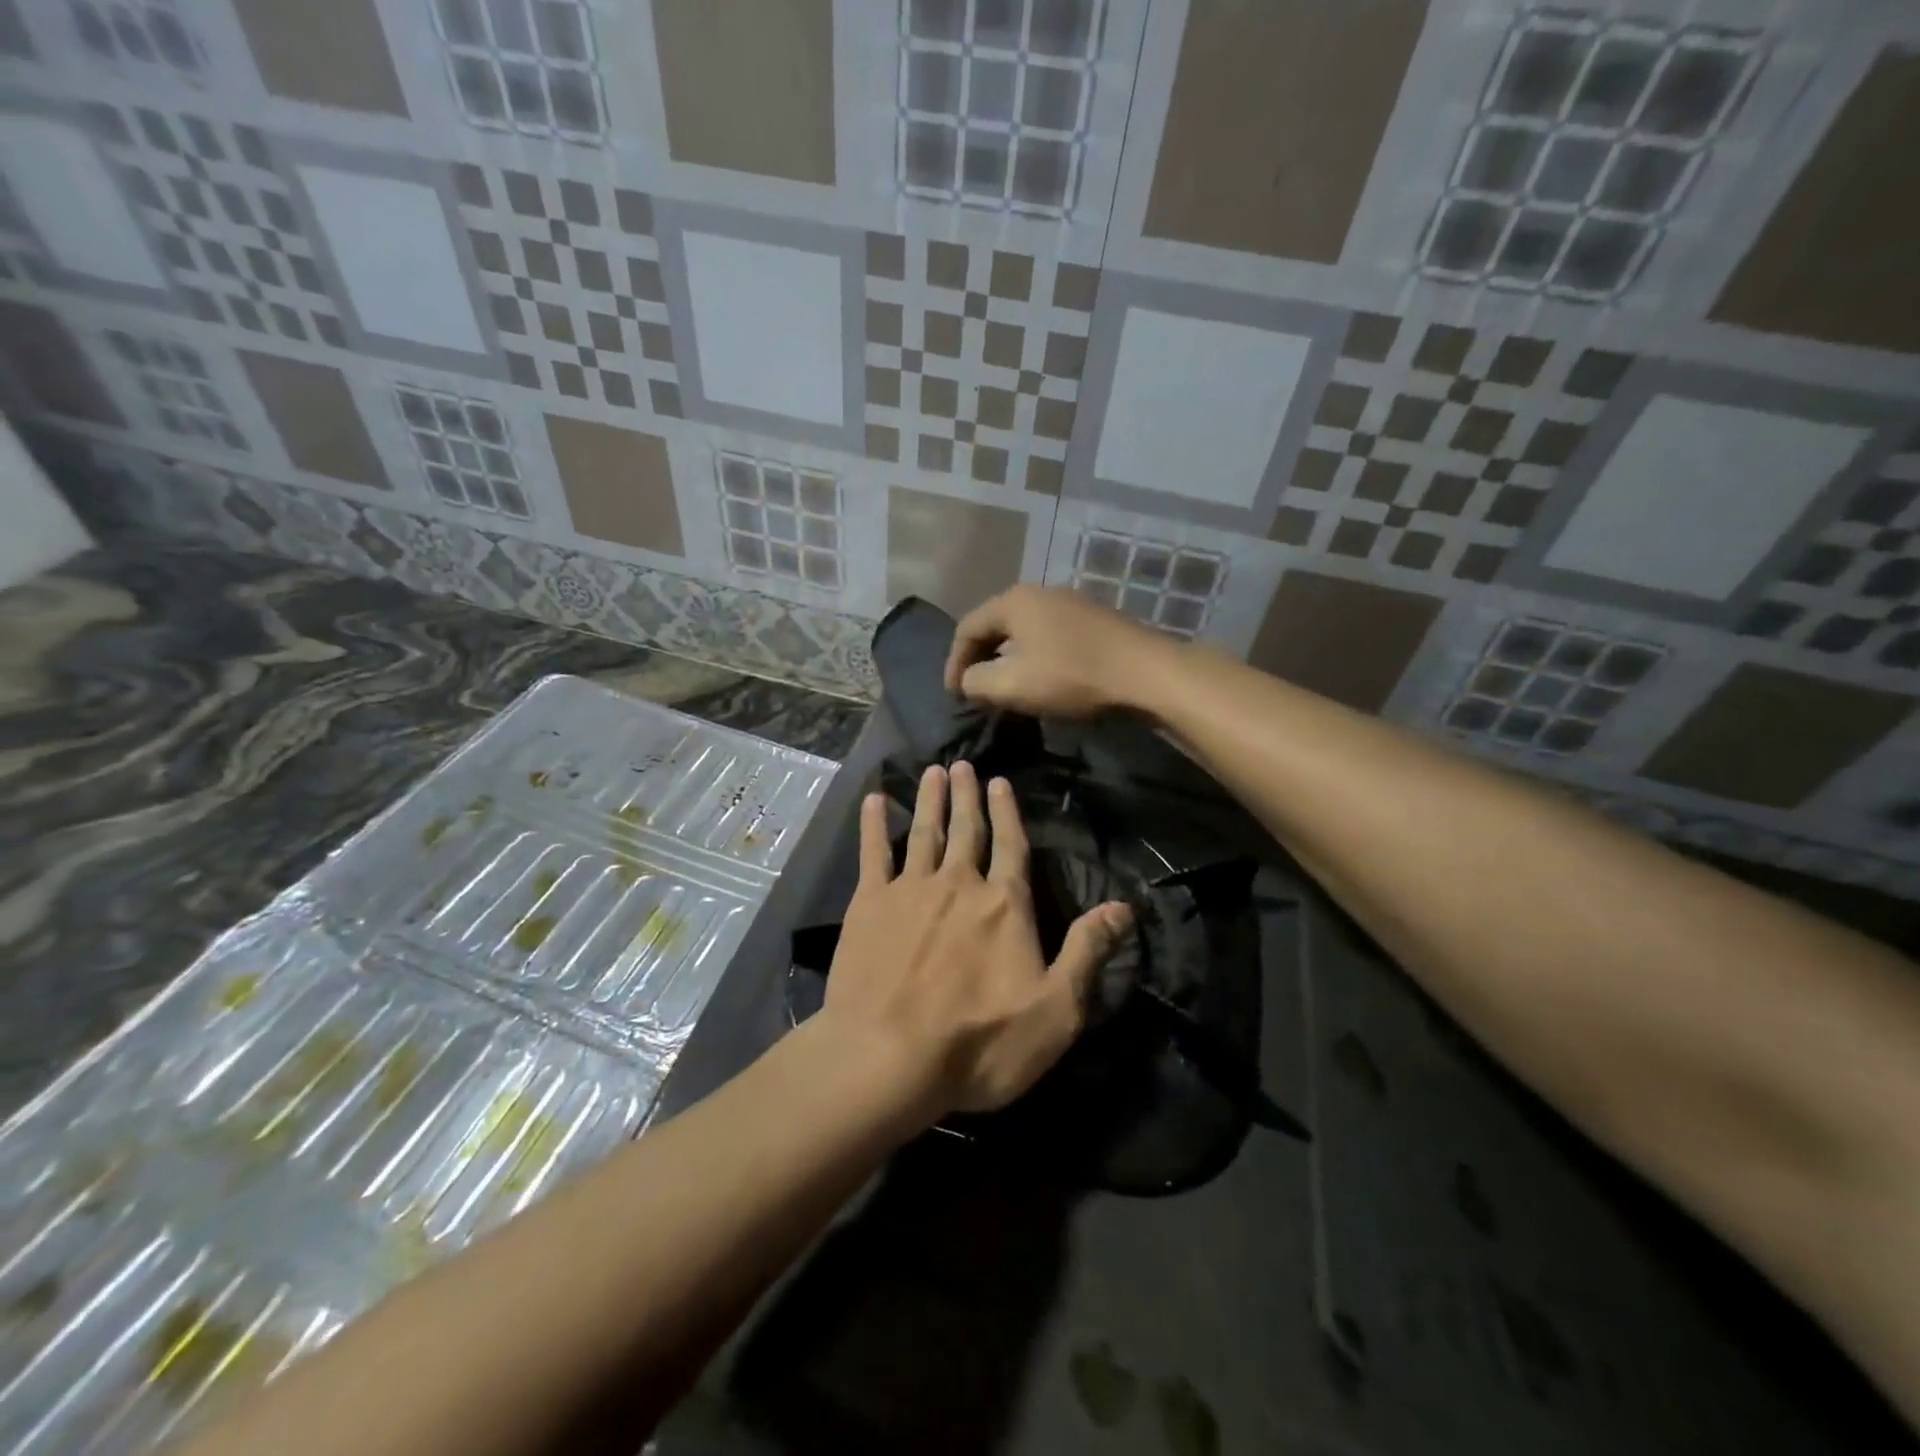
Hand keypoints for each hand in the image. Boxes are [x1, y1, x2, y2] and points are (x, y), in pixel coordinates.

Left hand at [820, 760, 1132, 1117]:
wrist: (888, 1057)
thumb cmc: (979, 1043)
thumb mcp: (1055, 1010)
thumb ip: (1088, 952)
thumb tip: (1124, 907)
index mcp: (1004, 905)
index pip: (1012, 846)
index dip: (1007, 813)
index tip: (999, 781)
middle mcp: (958, 884)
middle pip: (966, 831)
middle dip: (966, 796)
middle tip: (962, 764)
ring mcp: (909, 890)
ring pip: (924, 832)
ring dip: (930, 800)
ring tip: (932, 771)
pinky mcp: (867, 905)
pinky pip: (872, 853)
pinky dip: (873, 824)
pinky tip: (874, 800)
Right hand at [943, 585, 1177, 718]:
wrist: (1144, 672)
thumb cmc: (1070, 675)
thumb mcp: (1012, 685)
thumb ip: (976, 682)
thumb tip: (968, 680)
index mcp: (1013, 601)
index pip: (967, 627)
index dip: (954, 663)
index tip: (954, 695)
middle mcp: (1039, 592)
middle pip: (995, 625)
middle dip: (980, 659)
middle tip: (975, 689)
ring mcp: (1070, 603)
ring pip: (1023, 630)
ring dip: (1008, 658)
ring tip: (1006, 687)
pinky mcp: (1093, 620)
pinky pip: (1048, 635)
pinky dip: (1034, 656)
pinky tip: (1042, 678)